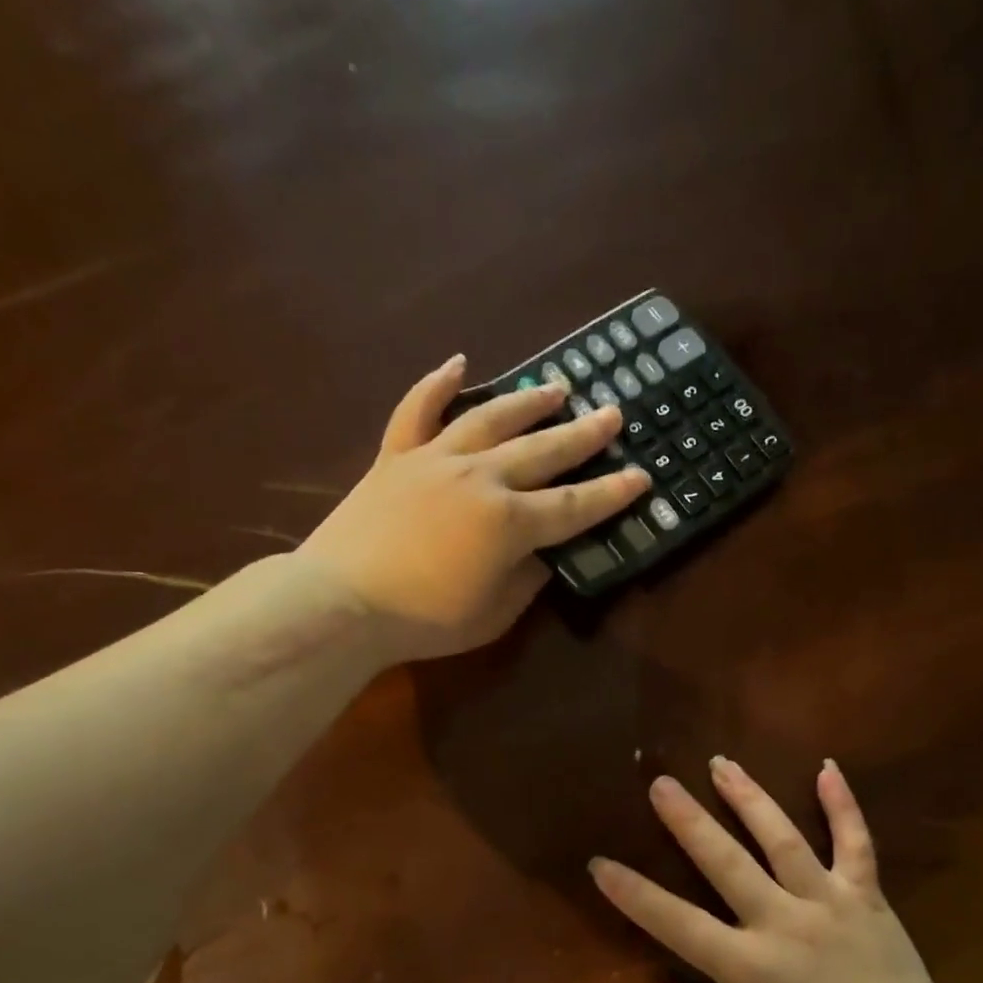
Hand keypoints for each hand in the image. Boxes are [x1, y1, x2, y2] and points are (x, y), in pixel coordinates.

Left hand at [298, 355, 648, 660]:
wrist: (341, 603)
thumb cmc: (424, 620)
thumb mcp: (493, 614)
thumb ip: (526, 580)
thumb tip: (542, 555)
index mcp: (510, 523)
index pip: (574, 505)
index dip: (611, 494)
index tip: (641, 476)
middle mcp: (481, 478)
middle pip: (543, 451)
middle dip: (583, 434)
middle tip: (613, 414)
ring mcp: (435, 460)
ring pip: (491, 419)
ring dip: (528, 402)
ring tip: (558, 387)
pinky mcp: (395, 457)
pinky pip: (418, 411)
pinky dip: (437, 384)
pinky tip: (458, 362)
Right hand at [591, 757, 937, 982]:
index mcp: (746, 965)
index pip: (676, 922)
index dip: (634, 893)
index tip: (600, 864)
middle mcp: (781, 920)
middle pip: (726, 861)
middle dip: (689, 820)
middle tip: (661, 784)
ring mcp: (826, 901)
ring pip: (782, 839)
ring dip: (750, 798)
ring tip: (721, 763)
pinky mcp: (865, 894)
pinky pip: (855, 842)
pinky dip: (843, 805)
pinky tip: (827, 767)